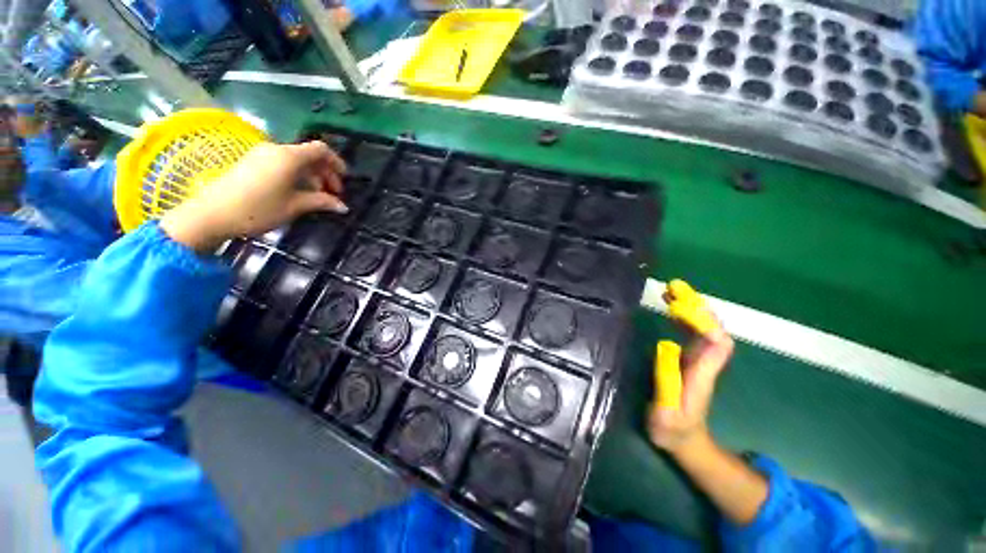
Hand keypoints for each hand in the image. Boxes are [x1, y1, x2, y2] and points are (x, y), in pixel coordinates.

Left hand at [161, 141, 347, 252]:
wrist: (212, 214)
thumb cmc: (258, 209)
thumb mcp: (295, 206)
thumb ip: (321, 202)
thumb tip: (343, 207)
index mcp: (289, 157)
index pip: (321, 150)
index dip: (336, 163)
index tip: (344, 180)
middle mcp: (276, 150)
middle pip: (309, 155)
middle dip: (325, 173)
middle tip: (333, 194)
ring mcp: (262, 155)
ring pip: (295, 160)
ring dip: (311, 175)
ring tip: (316, 196)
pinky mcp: (252, 162)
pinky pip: (282, 163)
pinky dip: (296, 175)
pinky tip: (297, 192)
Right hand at [648, 281, 733, 454]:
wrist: (682, 440)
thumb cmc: (672, 428)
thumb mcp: (667, 412)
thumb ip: (668, 381)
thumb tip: (666, 346)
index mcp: (703, 374)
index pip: (718, 343)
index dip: (704, 322)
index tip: (681, 307)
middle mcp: (705, 362)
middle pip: (711, 329)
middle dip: (696, 307)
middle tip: (675, 288)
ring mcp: (698, 360)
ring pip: (703, 328)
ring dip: (690, 308)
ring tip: (670, 292)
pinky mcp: (689, 360)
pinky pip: (692, 333)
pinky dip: (683, 318)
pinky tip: (670, 309)